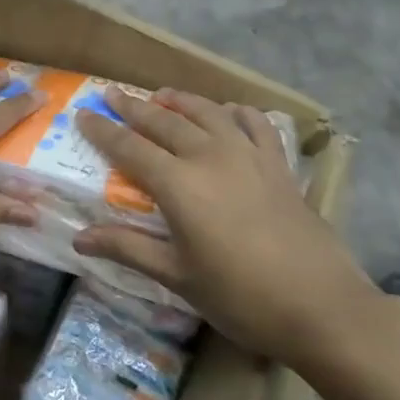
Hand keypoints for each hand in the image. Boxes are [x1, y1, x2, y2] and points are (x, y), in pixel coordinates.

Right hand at [73, 88, 388, 374]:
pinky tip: (229, 112)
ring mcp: (250, 157)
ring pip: (209, 113)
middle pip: (165, 122)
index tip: (83, 113)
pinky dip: (237, 113)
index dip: (103, 130)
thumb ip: (127, 249)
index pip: (130, 147)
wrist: (321, 306)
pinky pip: (256, 125)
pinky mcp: (280, 166)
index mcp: (179, 185)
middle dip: (134, 107)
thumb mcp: (177, 276)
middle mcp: (211, 158)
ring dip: (181, 101)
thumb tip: (79, 239)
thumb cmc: (240, 296)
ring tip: (162, 94)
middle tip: (112, 93)